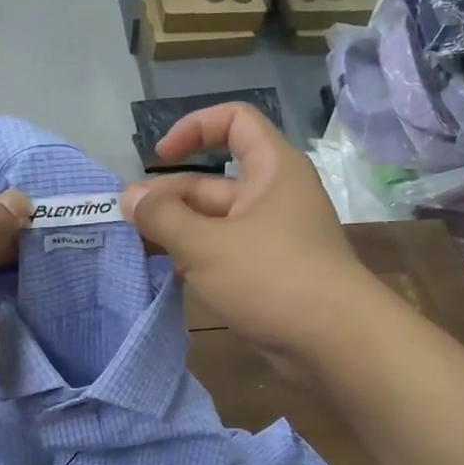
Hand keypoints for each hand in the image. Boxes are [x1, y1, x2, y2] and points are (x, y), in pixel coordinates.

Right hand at [121, 103, 370, 371]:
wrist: (336, 343)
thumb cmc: (273, 277)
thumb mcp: (207, 244)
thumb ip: (163, 218)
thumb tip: (130, 198)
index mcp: (271, 169)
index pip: (234, 122)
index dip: (194, 129)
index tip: (159, 158)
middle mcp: (272, 195)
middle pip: (212, 181)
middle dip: (169, 196)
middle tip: (126, 220)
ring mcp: (270, 236)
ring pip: (213, 221)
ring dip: (176, 230)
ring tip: (136, 247)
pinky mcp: (266, 272)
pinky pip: (223, 252)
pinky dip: (195, 257)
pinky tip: (165, 273)